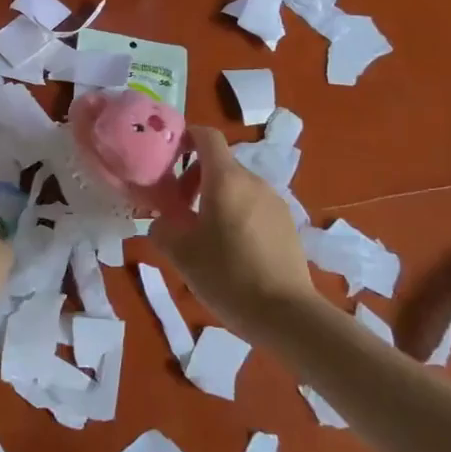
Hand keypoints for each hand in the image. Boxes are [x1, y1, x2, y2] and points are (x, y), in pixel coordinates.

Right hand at [155, 126, 315, 332]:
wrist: (287, 316)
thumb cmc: (228, 276)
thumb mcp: (181, 254)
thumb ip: (163, 229)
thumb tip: (162, 221)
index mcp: (226, 179)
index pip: (206, 136)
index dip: (185, 137)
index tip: (168, 157)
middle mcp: (253, 182)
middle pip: (219, 164)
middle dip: (193, 179)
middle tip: (179, 211)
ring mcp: (275, 202)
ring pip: (237, 187)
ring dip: (215, 199)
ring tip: (203, 235)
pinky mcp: (287, 224)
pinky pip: (253, 206)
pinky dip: (236, 214)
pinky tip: (231, 251)